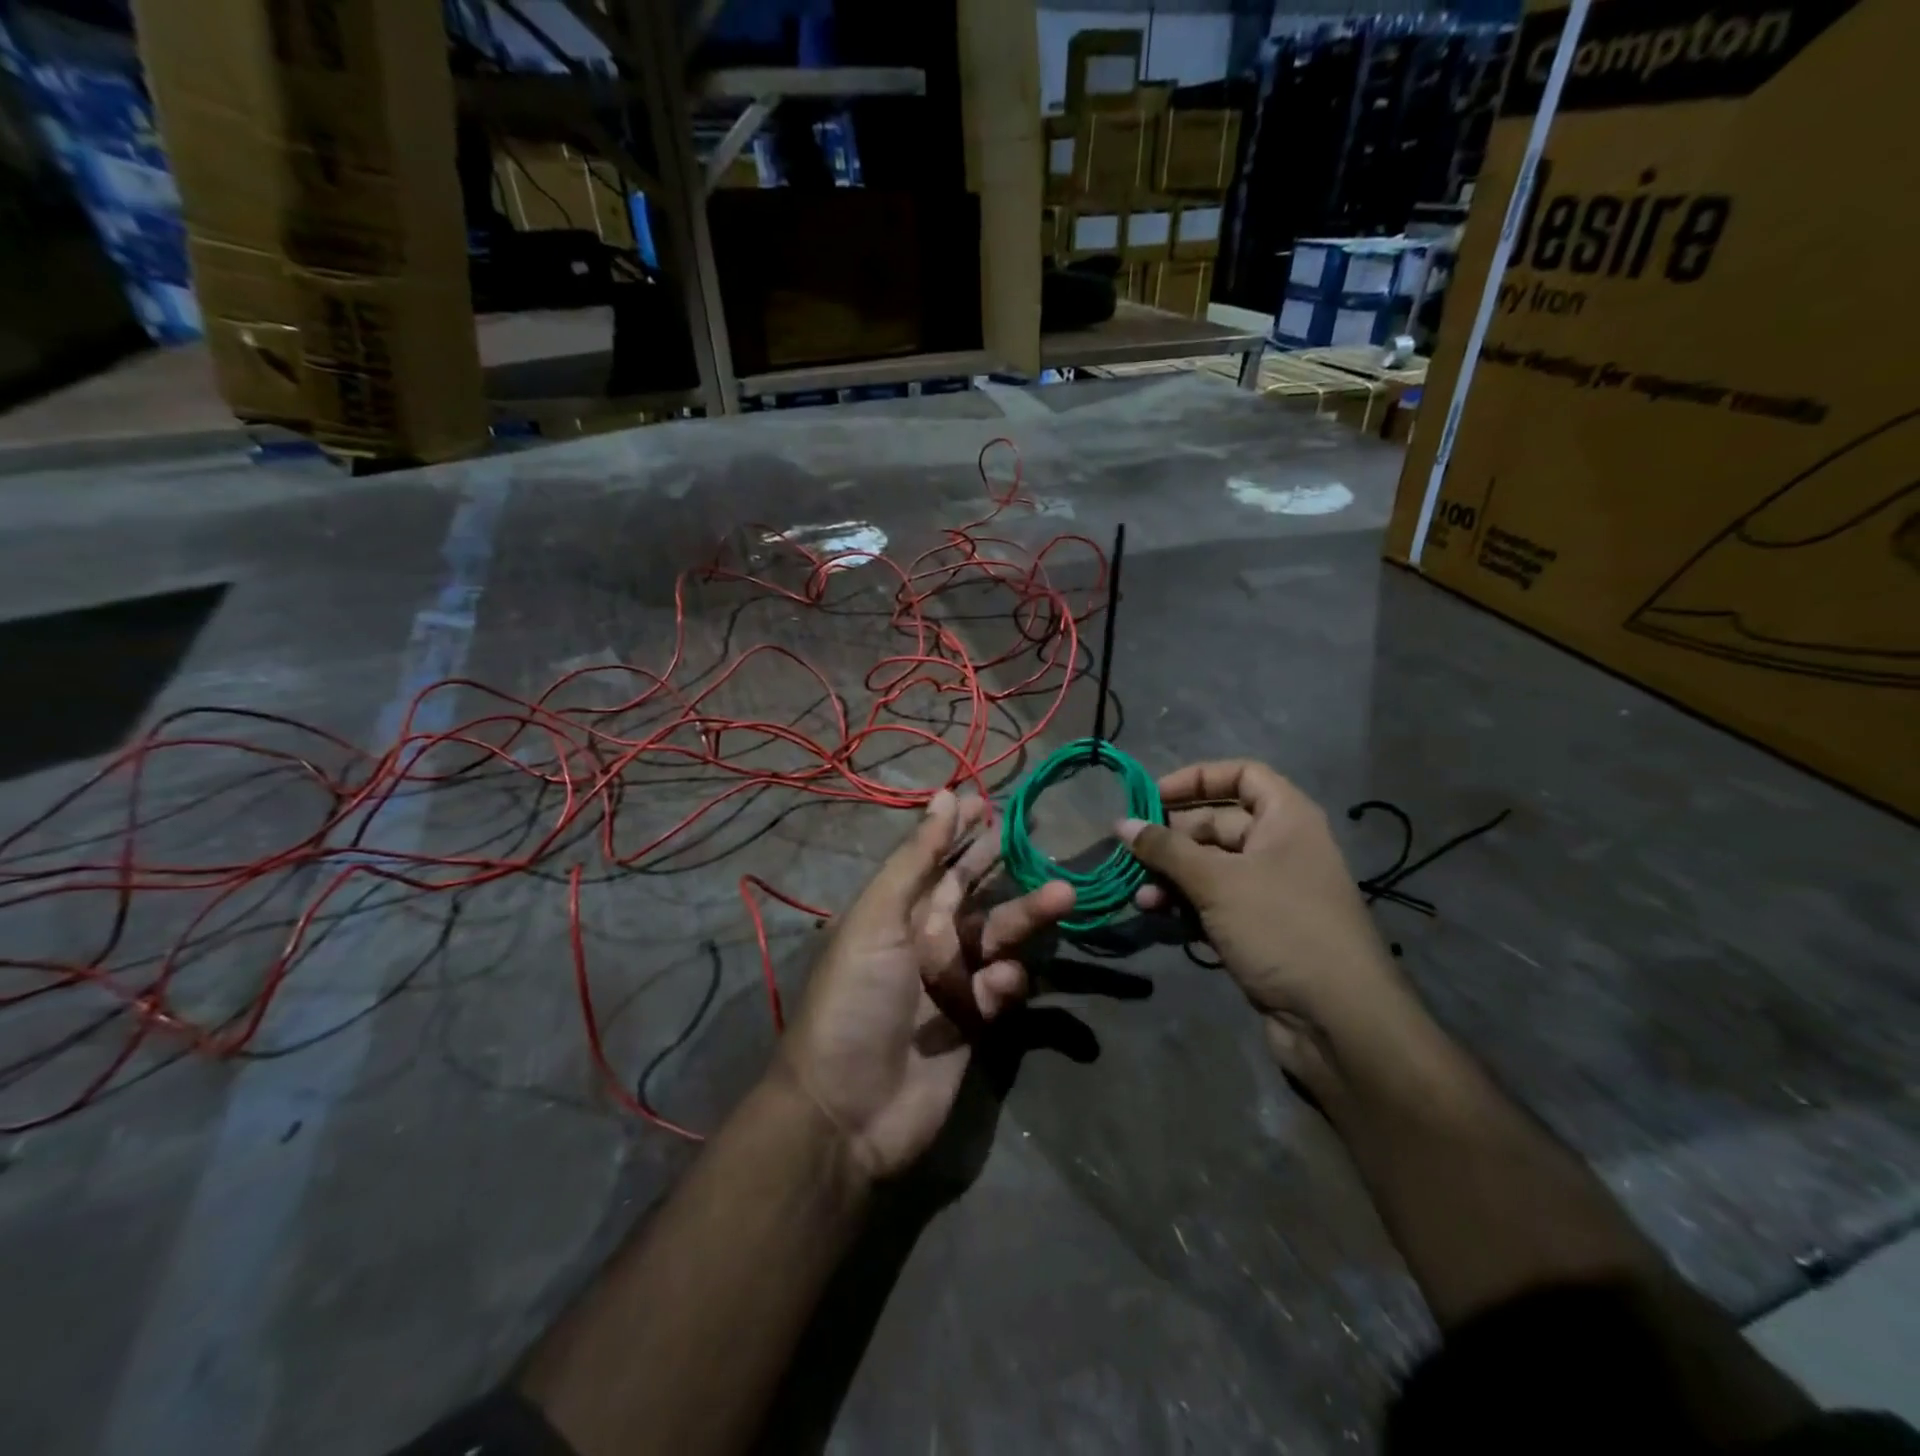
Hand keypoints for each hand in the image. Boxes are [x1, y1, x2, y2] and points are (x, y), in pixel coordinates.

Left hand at [778, 790, 1074, 1181]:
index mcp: (895, 912)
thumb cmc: (855, 999)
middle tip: (1040, 839)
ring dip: (1028, 916)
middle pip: (973, 893)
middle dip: (1003, 867)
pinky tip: (1004, 983)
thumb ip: (916, 859)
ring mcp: (951, 982)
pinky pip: (1002, 988)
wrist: (847, 1110)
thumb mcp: (878, 918)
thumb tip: (943, 794)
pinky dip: (1009, 981)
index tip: (992, 803)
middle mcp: (924, 940)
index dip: (960, 831)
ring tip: (1063, 896)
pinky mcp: (975, 1023)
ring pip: (998, 936)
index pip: (936, 860)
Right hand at [1119, 760, 1411, 1077]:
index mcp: (1286, 819)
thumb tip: (1121, 823)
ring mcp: (1269, 891)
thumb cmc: (1280, 927)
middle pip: (1217, 823)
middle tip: (1131, 851)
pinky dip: (1184, 904)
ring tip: (1140, 894)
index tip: (1152, 796)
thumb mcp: (1217, 881)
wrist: (1337, 1021)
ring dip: (1171, 876)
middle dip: (1172, 837)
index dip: (1196, 779)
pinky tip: (1155, 914)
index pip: (1241, 775)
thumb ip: (1166, 849)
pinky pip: (1213, 902)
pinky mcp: (1258, 929)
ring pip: (1209, 867)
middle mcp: (1280, 847)